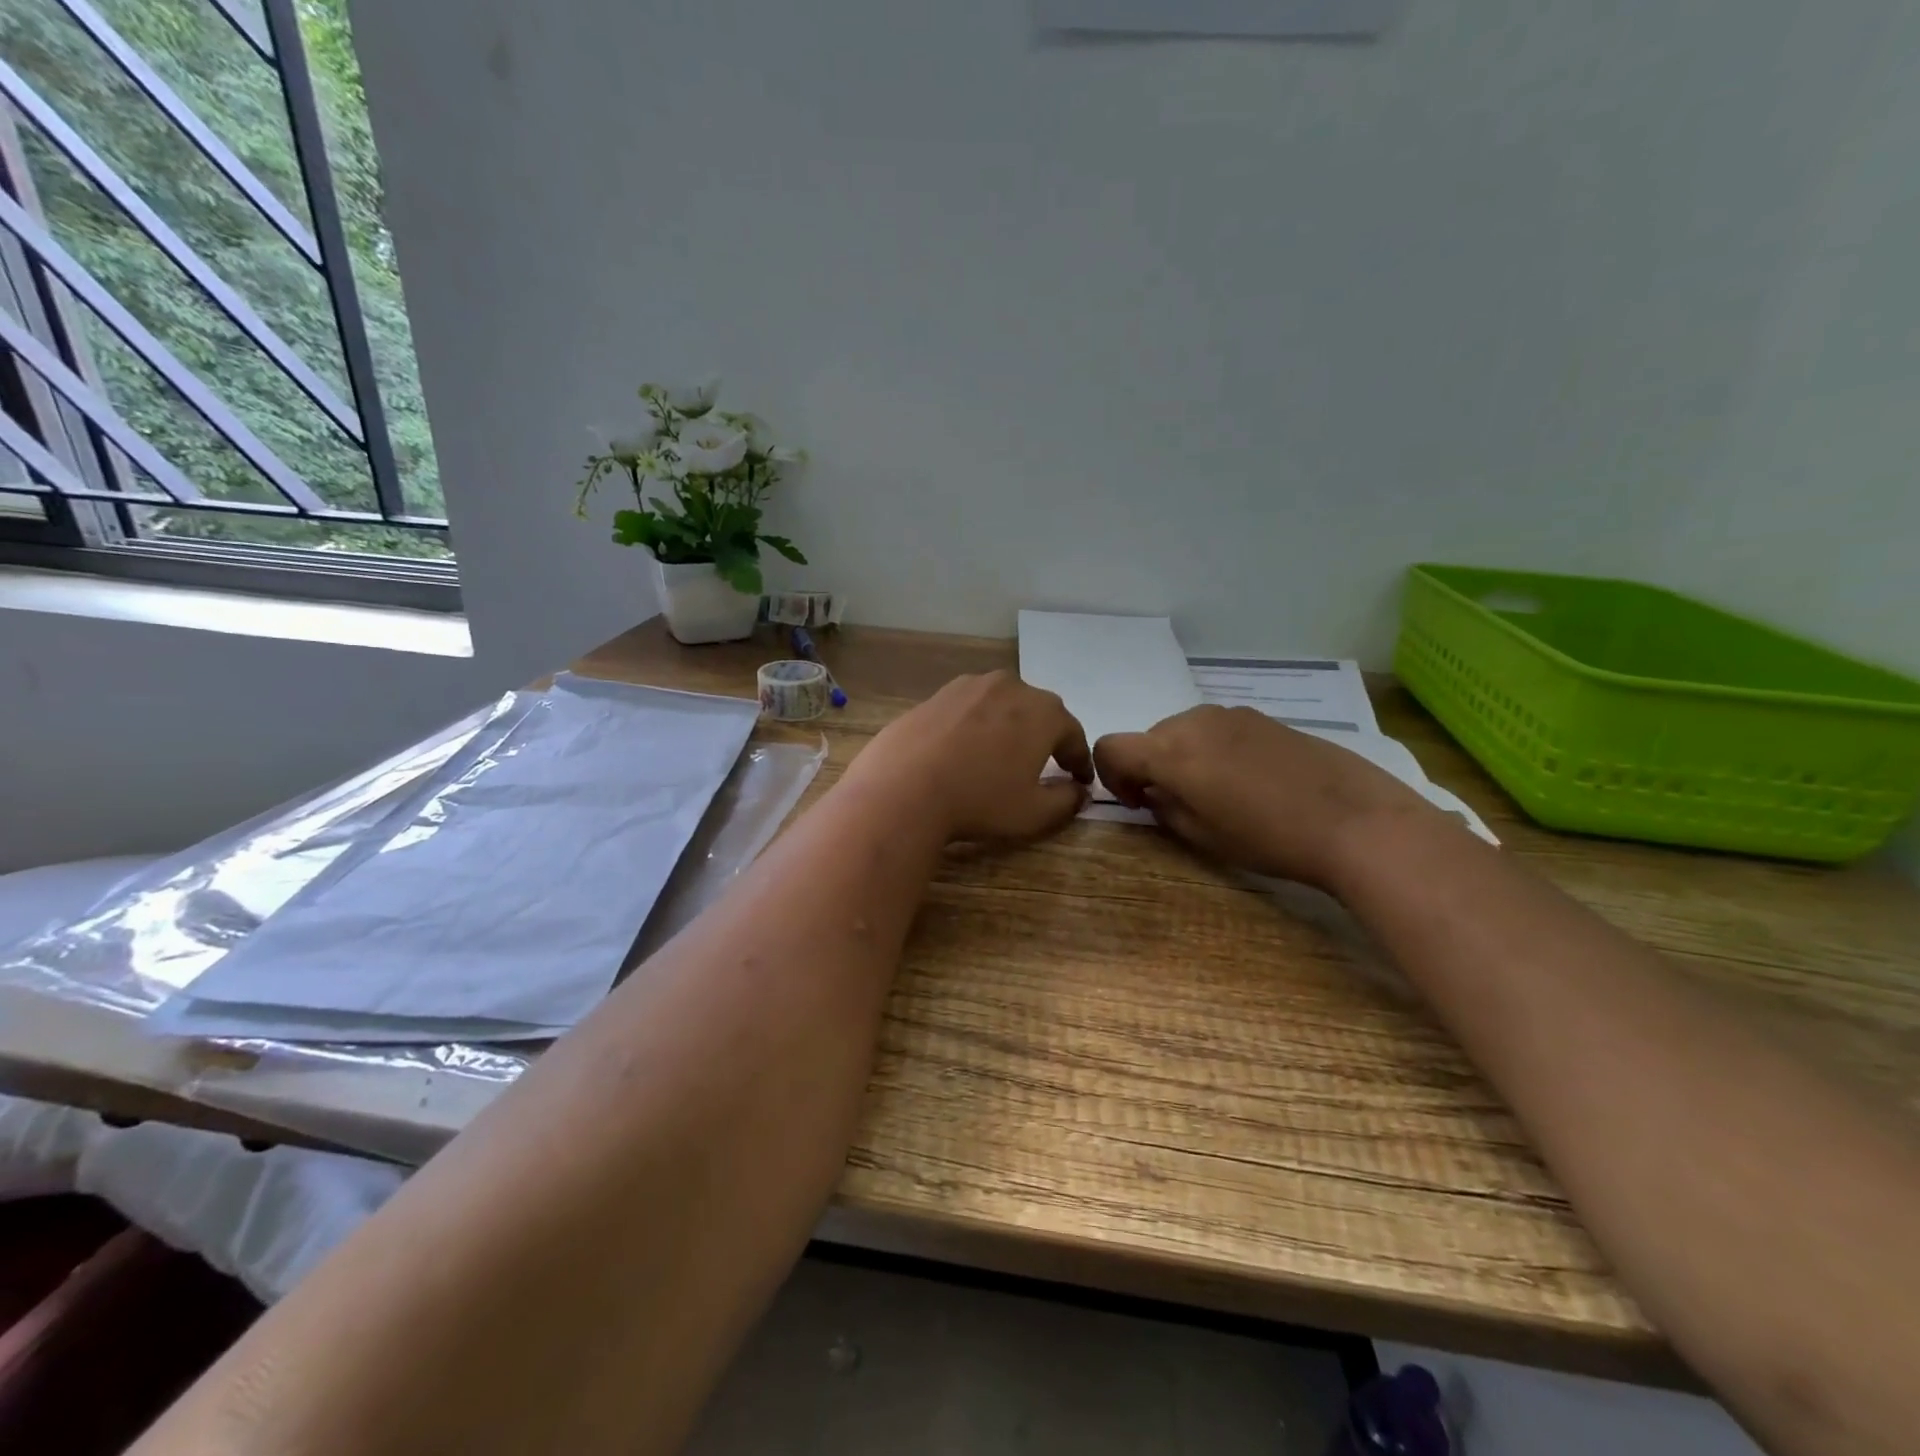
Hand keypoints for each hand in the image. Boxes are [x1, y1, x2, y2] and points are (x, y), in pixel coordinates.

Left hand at [846, 671, 1092, 843]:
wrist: (903, 789)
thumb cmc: (979, 801)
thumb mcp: (1034, 813)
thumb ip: (1066, 800)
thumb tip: (1078, 791)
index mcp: (1043, 712)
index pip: (1072, 734)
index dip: (1079, 760)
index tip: (1080, 780)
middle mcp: (1010, 687)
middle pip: (1038, 712)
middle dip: (1046, 737)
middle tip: (1046, 764)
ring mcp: (969, 686)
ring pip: (1002, 704)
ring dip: (1010, 725)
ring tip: (1003, 754)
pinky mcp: (936, 694)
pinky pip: (969, 709)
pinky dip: (976, 725)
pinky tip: (966, 749)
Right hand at [1093, 705, 1437, 888]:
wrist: (1355, 820)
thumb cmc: (1270, 838)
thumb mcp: (1204, 836)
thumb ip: (1166, 808)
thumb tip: (1155, 793)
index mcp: (1172, 752)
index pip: (1112, 747)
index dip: (1110, 775)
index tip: (1138, 802)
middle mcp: (1195, 721)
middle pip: (1149, 737)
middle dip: (1149, 767)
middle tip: (1176, 804)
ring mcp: (1232, 713)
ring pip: (1184, 730)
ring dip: (1182, 757)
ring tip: (1216, 793)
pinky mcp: (1263, 716)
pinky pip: (1217, 728)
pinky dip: (1212, 749)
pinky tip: (1248, 780)